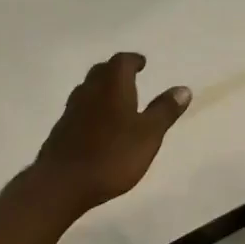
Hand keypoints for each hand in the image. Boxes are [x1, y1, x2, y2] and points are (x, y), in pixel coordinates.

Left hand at [31, 53, 190, 213]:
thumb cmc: (112, 156)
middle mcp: (89, 91)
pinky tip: (98, 126)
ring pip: (88, 90)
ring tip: (116, 100)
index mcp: (112, 87)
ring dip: (102, 90)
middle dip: (116, 71)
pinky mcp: (61, 130)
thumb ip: (164, 111)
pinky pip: (79, 110)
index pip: (122, 62)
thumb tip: (183, 89)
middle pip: (101, 72)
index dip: (133, 60)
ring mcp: (71, 111)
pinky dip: (91, 110)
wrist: (63, 182)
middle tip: (130, 77)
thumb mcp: (148, 135)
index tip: (142, 63)